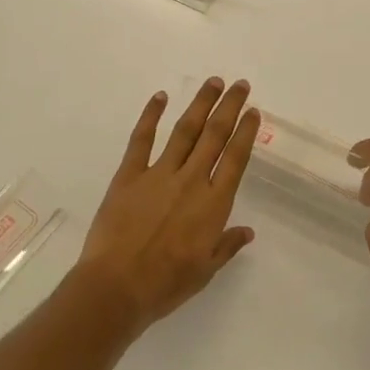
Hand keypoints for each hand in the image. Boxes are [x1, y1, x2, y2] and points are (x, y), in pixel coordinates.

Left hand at [73, 78, 258, 336]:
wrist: (116, 287)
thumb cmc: (166, 284)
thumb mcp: (205, 270)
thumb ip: (227, 246)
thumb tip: (247, 232)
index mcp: (213, 204)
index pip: (235, 158)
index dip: (245, 132)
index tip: (253, 111)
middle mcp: (190, 180)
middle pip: (214, 135)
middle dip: (229, 107)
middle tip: (240, 85)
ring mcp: (159, 174)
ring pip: (185, 130)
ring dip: (201, 104)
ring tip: (213, 82)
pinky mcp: (129, 175)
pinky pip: (141, 139)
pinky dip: (150, 115)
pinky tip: (160, 97)